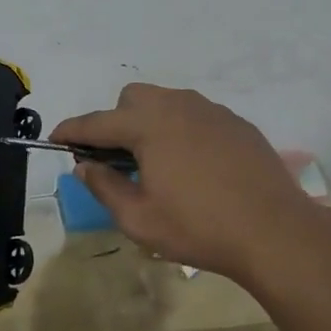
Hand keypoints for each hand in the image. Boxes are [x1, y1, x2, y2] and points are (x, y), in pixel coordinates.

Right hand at [51, 83, 321, 281]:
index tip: (55, 137)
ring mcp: (211, 110)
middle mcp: (177, 106)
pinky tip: (194, 165)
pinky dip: (181, 130)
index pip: (96, 122)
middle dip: (115, 121)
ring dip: (149, 122)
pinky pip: (196, 115)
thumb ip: (105, 186)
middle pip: (132, 98)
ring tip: (157, 162)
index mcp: (148, 125)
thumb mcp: (139, 219)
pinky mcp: (236, 122)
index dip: (72, 130)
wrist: (275, 231)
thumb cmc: (199, 228)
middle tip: (118, 159)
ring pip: (166, 101)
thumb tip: (85, 165)